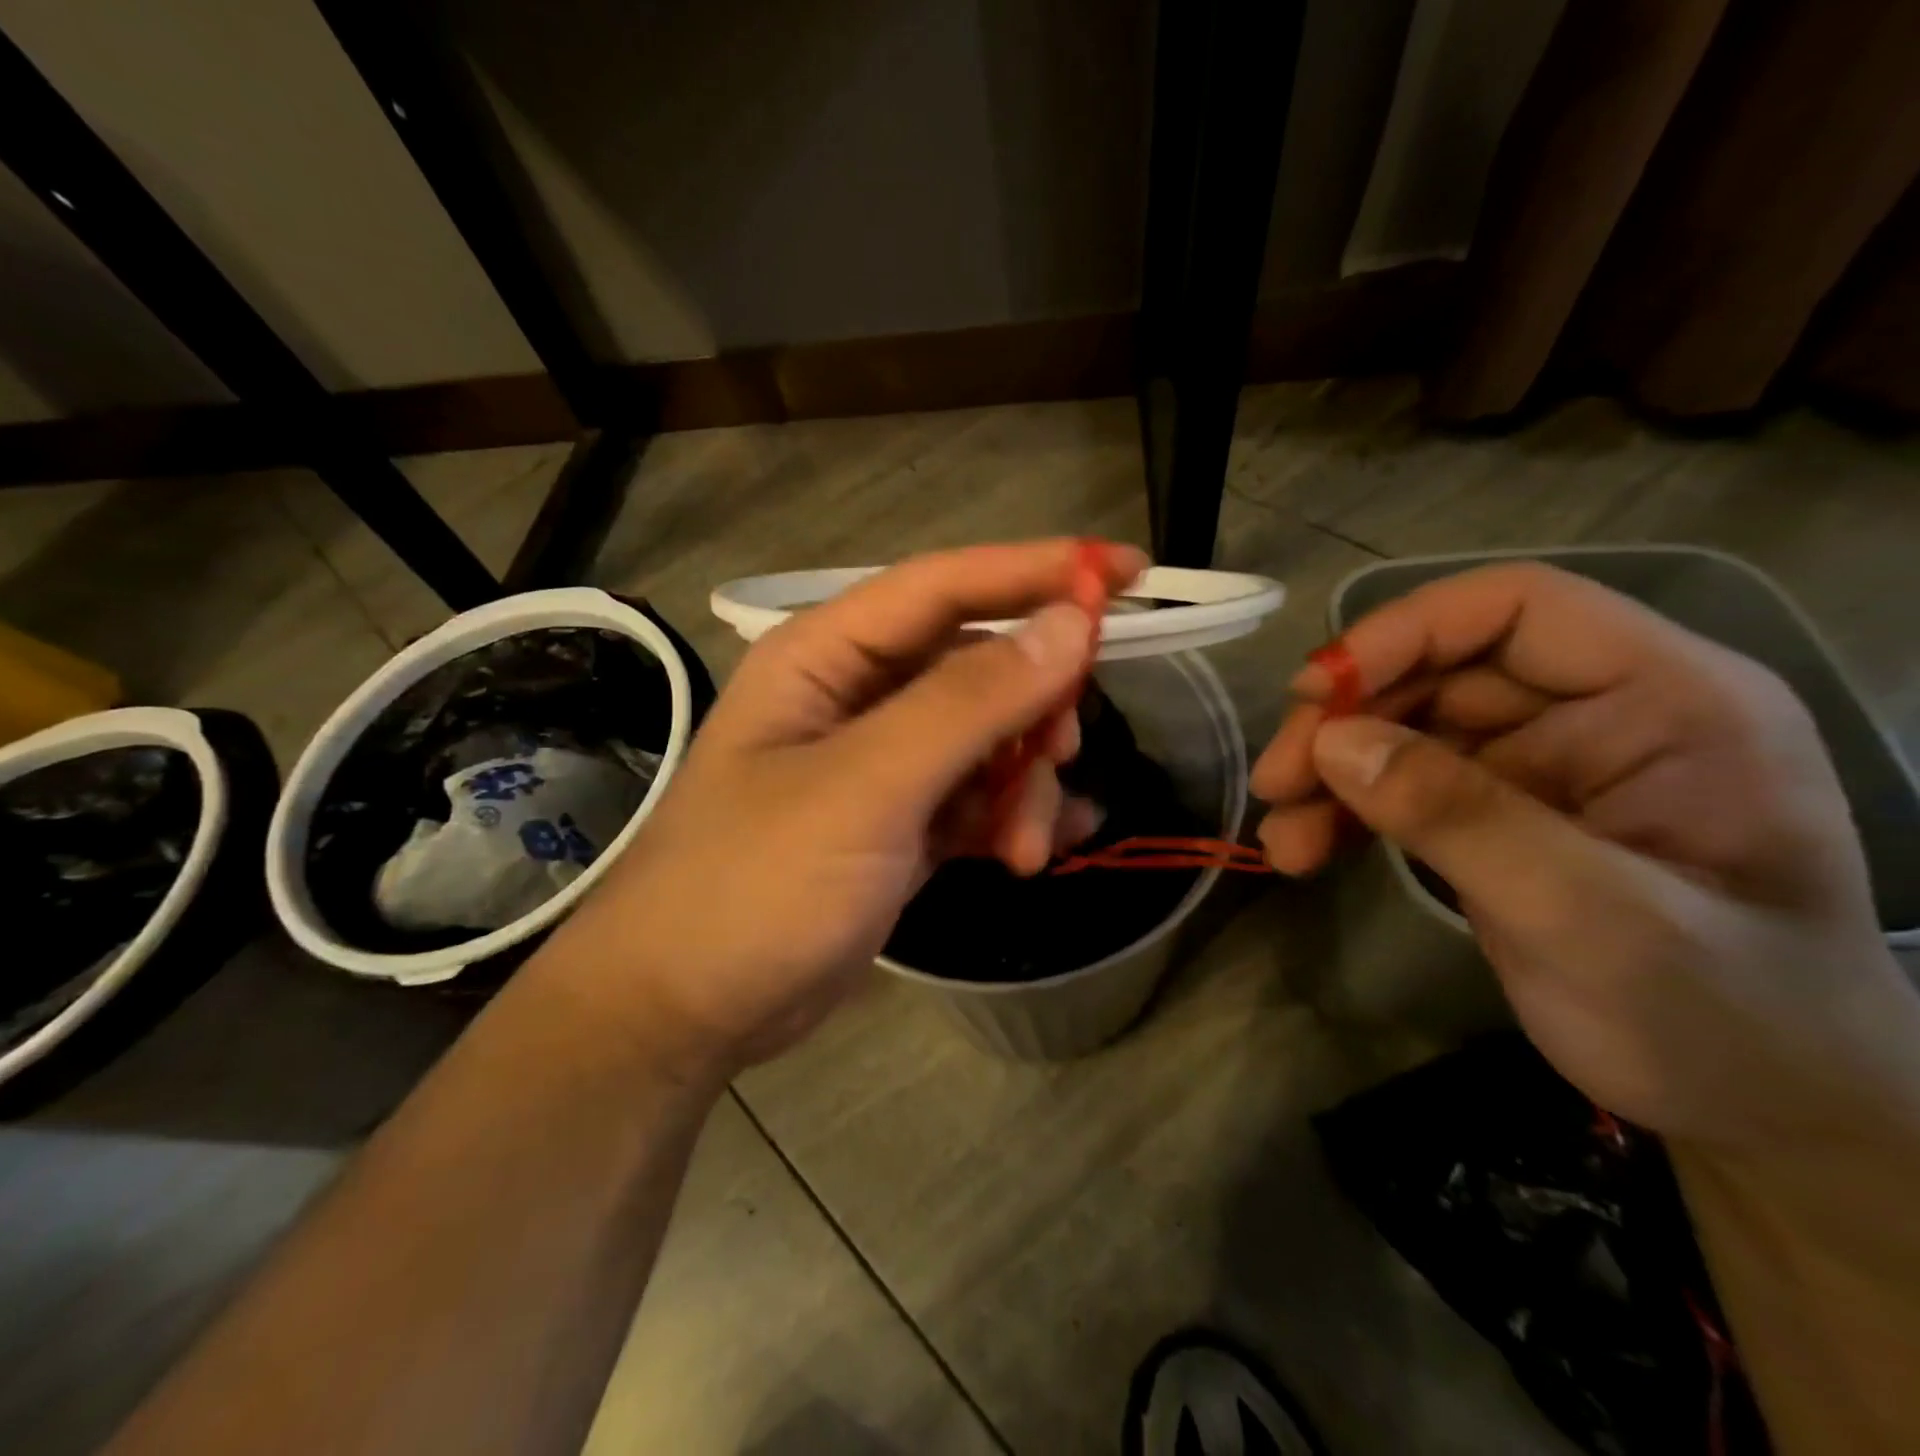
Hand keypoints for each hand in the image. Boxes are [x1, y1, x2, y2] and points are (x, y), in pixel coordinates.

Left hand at [542, 541, 1144, 1074]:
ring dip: (1023, 785)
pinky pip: (976, 798)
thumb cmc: (757, 883)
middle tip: (1062, 757)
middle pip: (979, 666)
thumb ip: (968, 704)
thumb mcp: (866, 787)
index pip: (948, 585)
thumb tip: (1069, 625)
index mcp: (829, 656)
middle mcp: (857, 696)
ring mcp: (879, 764)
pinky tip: (1036, 852)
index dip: (1040, 571)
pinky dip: (1011, 819)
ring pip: (987, 740)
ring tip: (1027, 849)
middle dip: (1033, 710)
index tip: (1130, 572)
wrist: (685, 1010)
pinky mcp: (897, 825)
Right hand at [1252, 561, 1919, 1153]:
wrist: (1762, 1120)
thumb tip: (1331, 742)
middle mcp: (1599, 715)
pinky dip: (1344, 810)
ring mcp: (1544, 766)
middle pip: (1438, 671)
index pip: (1517, 609)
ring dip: (1329, 773)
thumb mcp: (1593, 919)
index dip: (1406, 633)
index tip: (1316, 694)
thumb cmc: (1724, 1021)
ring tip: (1281, 837)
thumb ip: (1463, 819)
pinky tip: (1303, 848)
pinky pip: (1401, 785)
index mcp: (1668, 700)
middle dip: (1344, 720)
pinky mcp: (1498, 815)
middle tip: (1276, 782)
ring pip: (1404, 729)